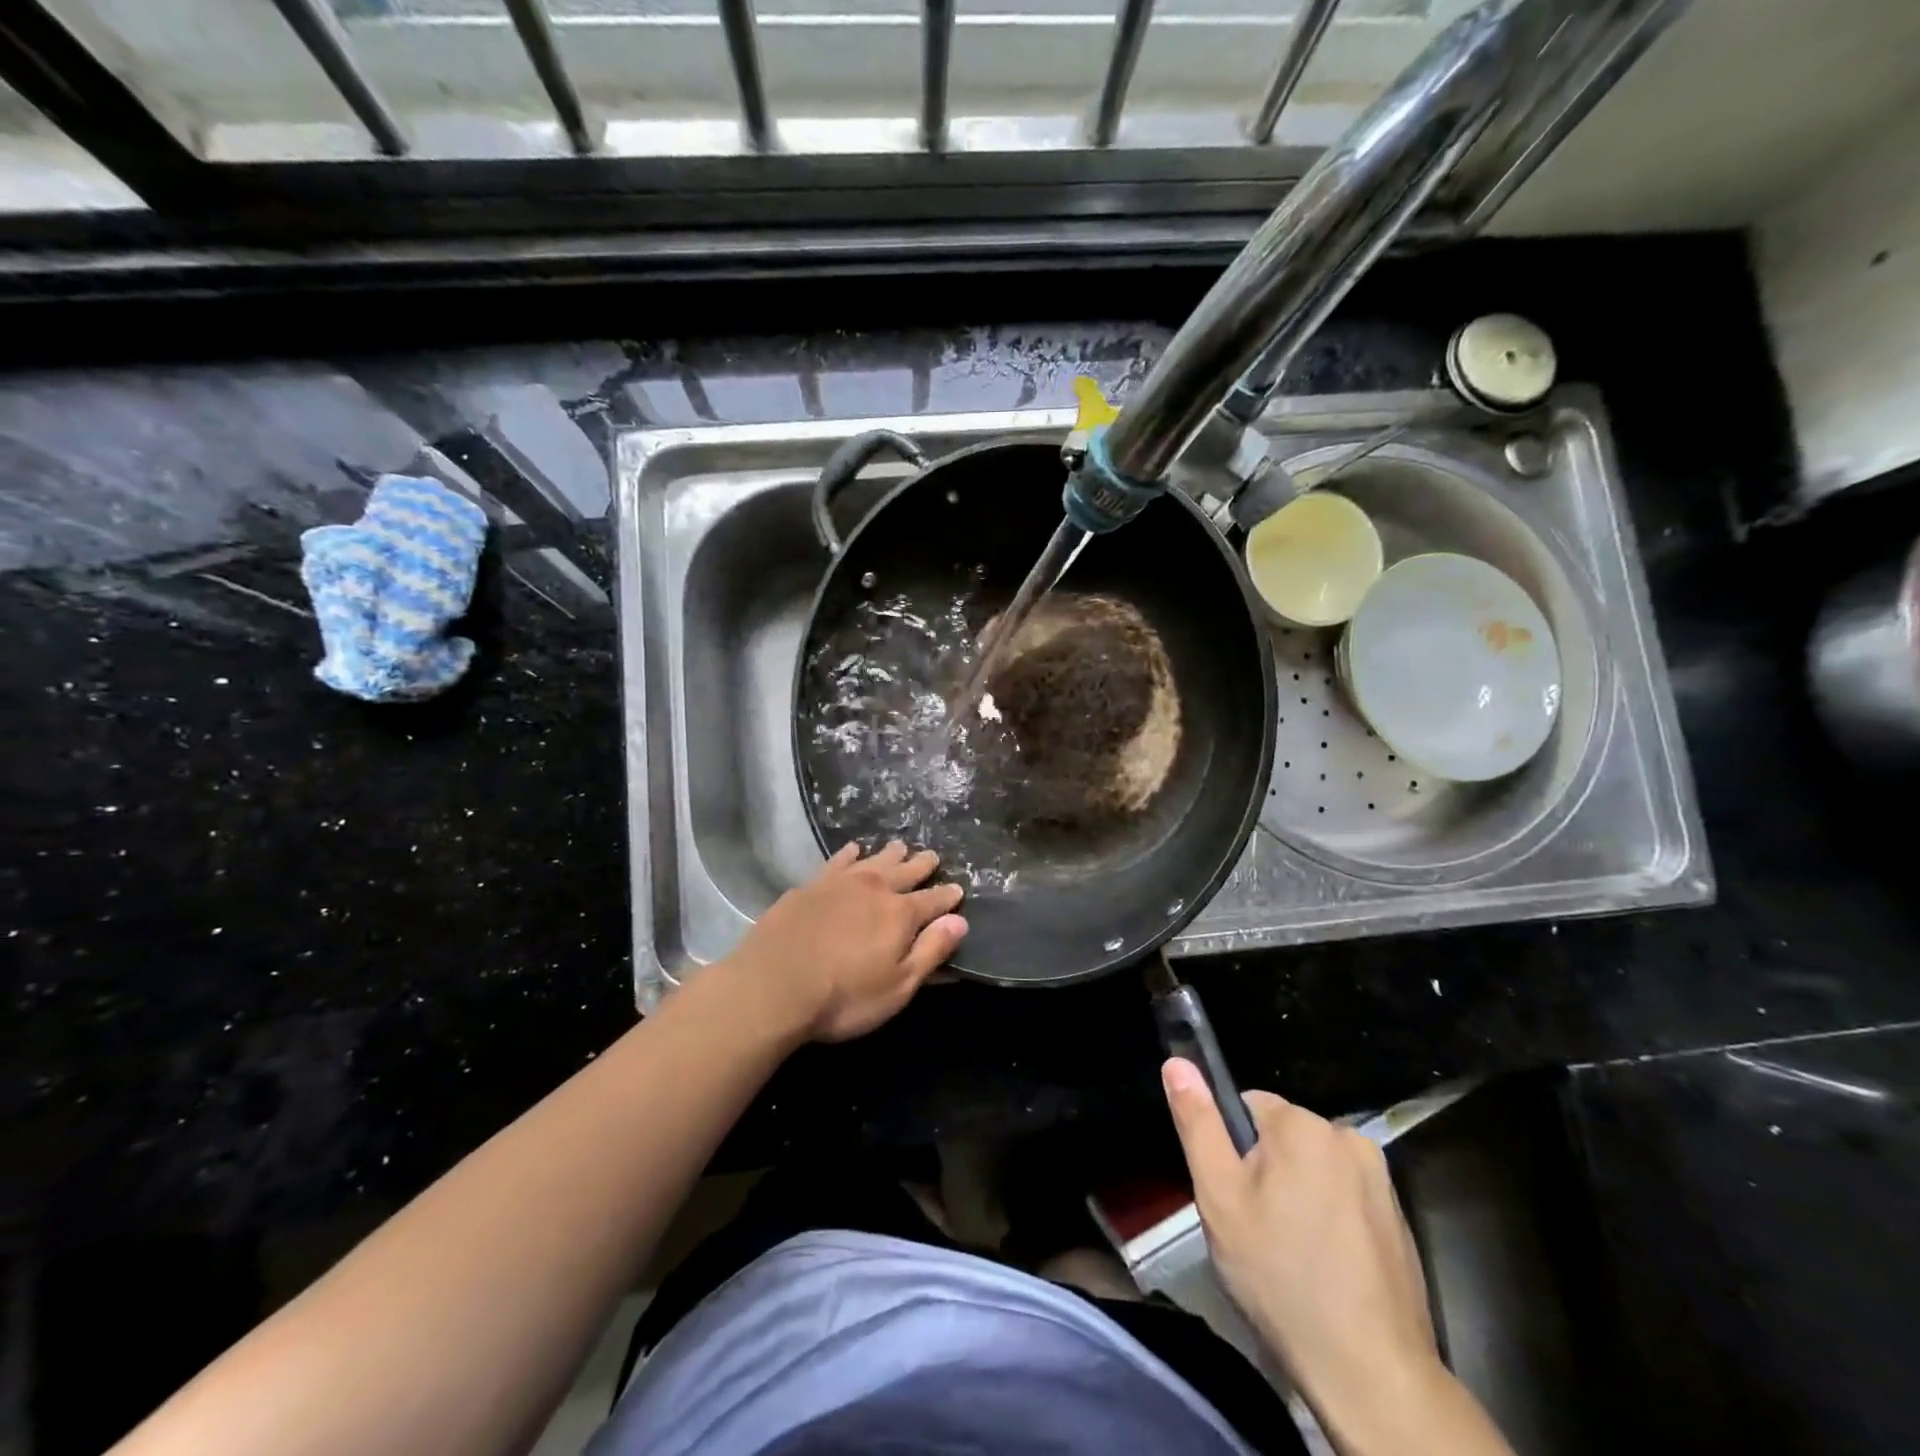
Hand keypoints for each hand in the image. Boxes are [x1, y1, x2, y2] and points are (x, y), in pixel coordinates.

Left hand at [725, 841, 966, 1042]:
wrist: (772, 986)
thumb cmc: (843, 996)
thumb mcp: (897, 986)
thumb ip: (930, 951)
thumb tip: (959, 921)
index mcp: (900, 914)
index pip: (933, 901)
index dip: (947, 896)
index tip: (958, 889)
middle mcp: (874, 889)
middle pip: (904, 872)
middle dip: (921, 865)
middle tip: (932, 856)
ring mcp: (839, 883)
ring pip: (873, 861)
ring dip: (889, 854)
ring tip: (899, 846)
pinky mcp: (809, 886)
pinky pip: (837, 861)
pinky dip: (850, 854)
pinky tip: (853, 850)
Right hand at [1164, 1060, 1507, 1455]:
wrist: (1371, 1372)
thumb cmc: (1280, 1275)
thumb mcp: (1219, 1195)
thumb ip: (1198, 1122)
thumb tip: (1177, 1062)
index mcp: (1302, 1124)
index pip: (1246, 1106)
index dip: (1231, 1149)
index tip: (1233, 1197)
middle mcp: (1348, 1136)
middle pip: (1282, 1138)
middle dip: (1264, 1173)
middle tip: (1255, 1230)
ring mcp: (1381, 1180)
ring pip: (1312, 1168)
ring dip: (1296, 1195)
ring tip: (1288, 1254)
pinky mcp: (1399, 1218)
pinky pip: (1344, 1197)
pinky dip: (1328, 1220)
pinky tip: (1322, 1267)